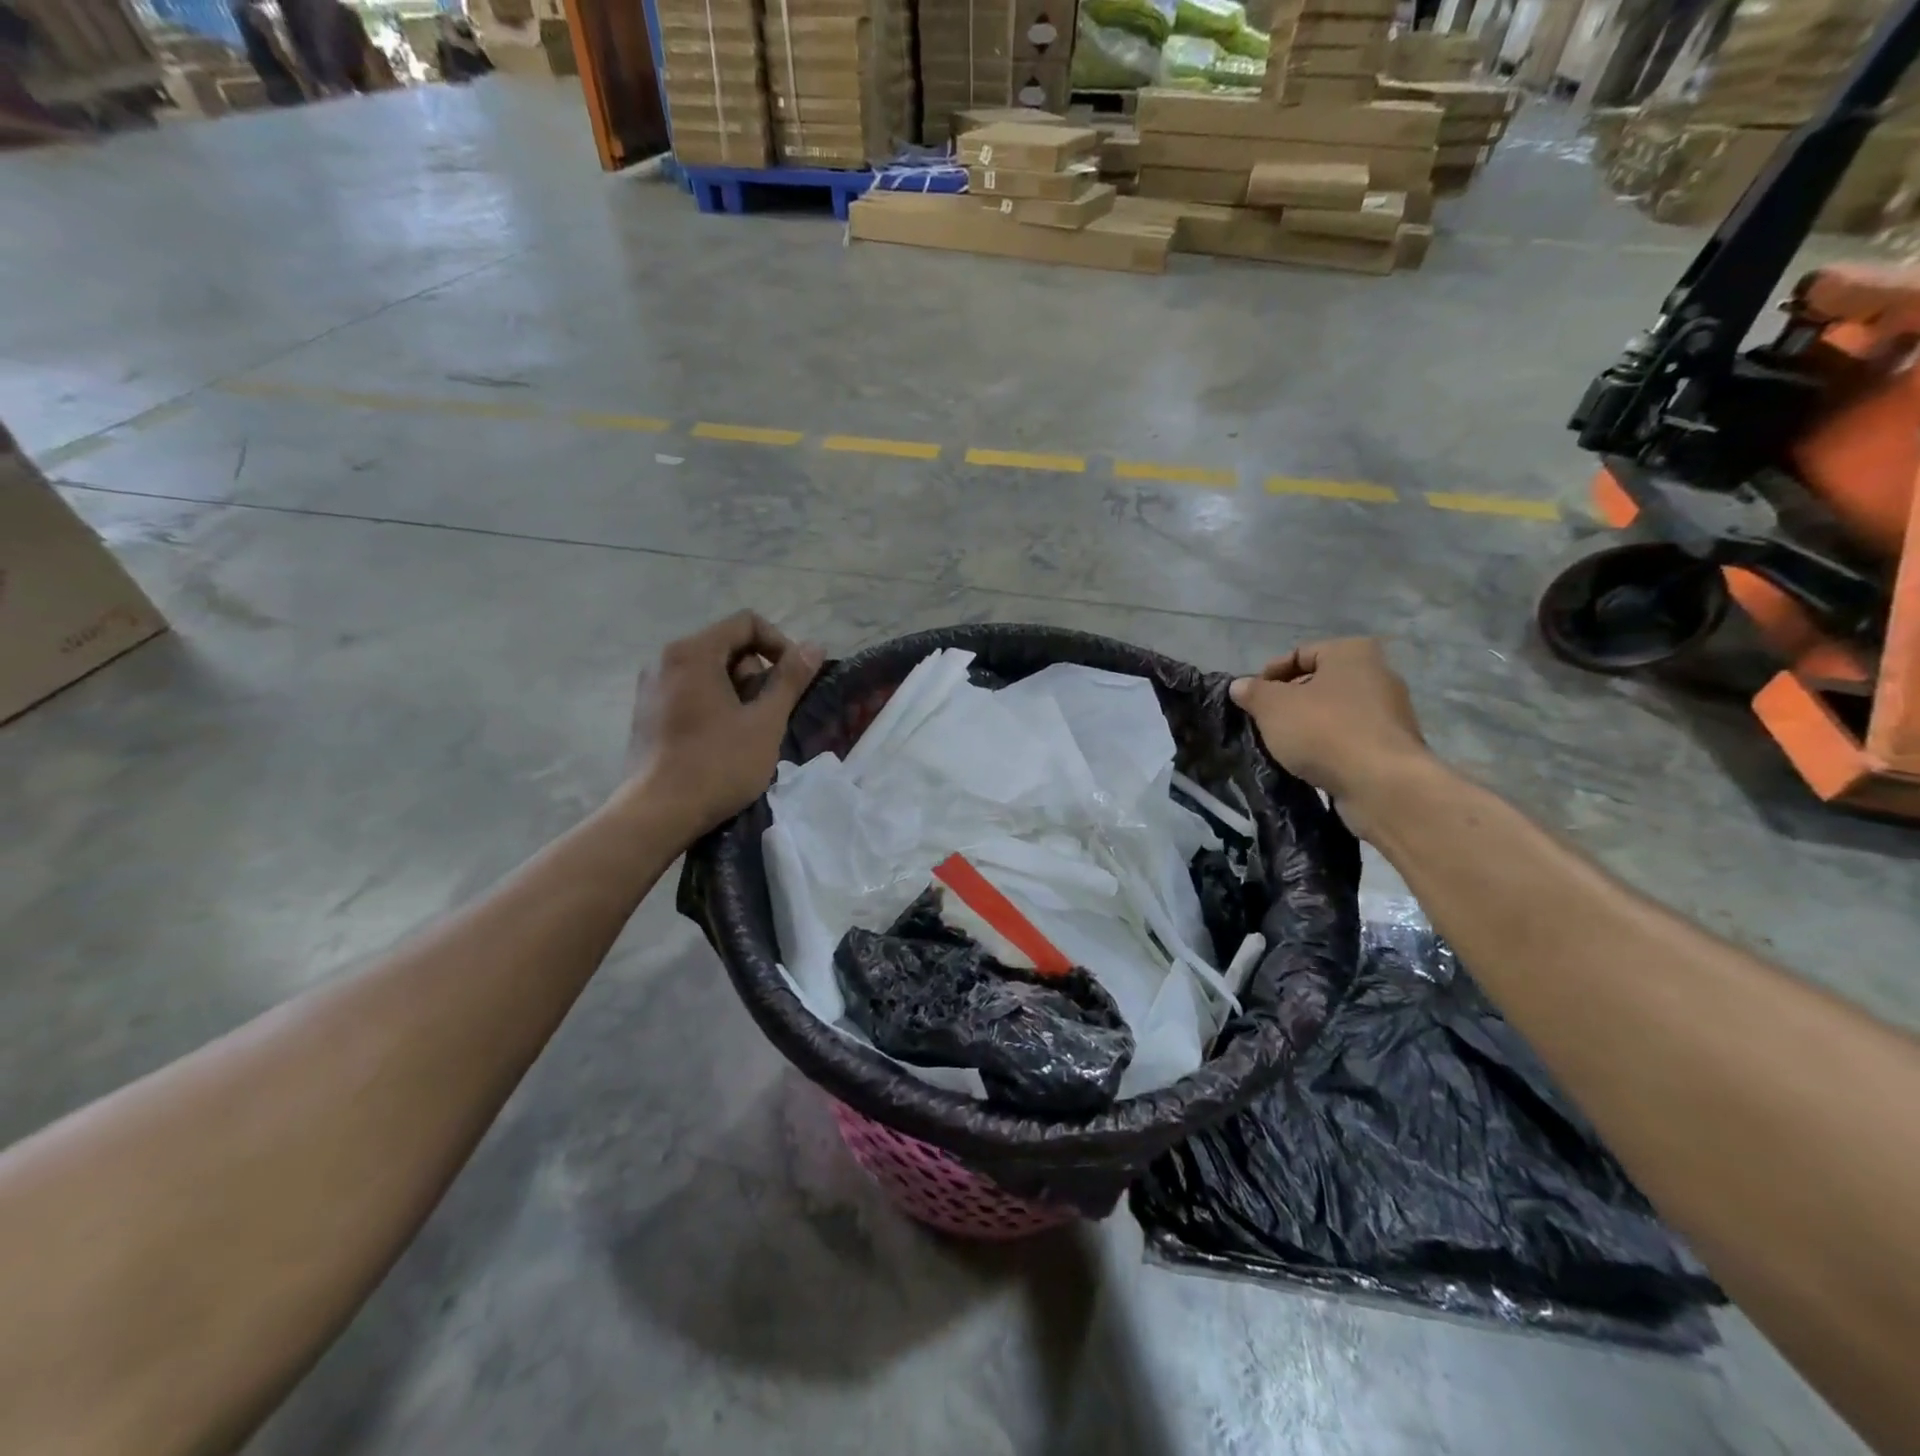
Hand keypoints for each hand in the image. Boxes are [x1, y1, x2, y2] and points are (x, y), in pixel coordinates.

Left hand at [622, 612, 822, 837]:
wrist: (658, 813)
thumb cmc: (717, 764)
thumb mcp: (765, 722)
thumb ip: (790, 680)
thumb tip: (814, 646)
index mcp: (693, 652)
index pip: (746, 623)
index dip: (780, 644)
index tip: (794, 680)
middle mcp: (665, 659)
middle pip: (727, 646)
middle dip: (756, 674)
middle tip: (768, 714)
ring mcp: (651, 687)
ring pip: (709, 671)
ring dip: (738, 692)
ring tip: (748, 732)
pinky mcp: (647, 713)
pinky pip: (690, 692)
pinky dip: (714, 705)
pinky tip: (722, 741)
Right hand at [1229, 638, 1431, 829]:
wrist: (1381, 784)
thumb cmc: (1323, 731)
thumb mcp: (1272, 707)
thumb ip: (1253, 692)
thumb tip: (1240, 686)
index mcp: (1352, 652)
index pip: (1300, 654)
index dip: (1269, 675)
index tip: (1251, 699)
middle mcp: (1378, 674)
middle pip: (1319, 683)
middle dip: (1288, 701)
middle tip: (1264, 722)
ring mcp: (1390, 711)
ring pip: (1334, 712)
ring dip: (1307, 726)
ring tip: (1283, 746)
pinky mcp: (1392, 745)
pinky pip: (1349, 738)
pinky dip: (1328, 746)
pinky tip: (1309, 763)